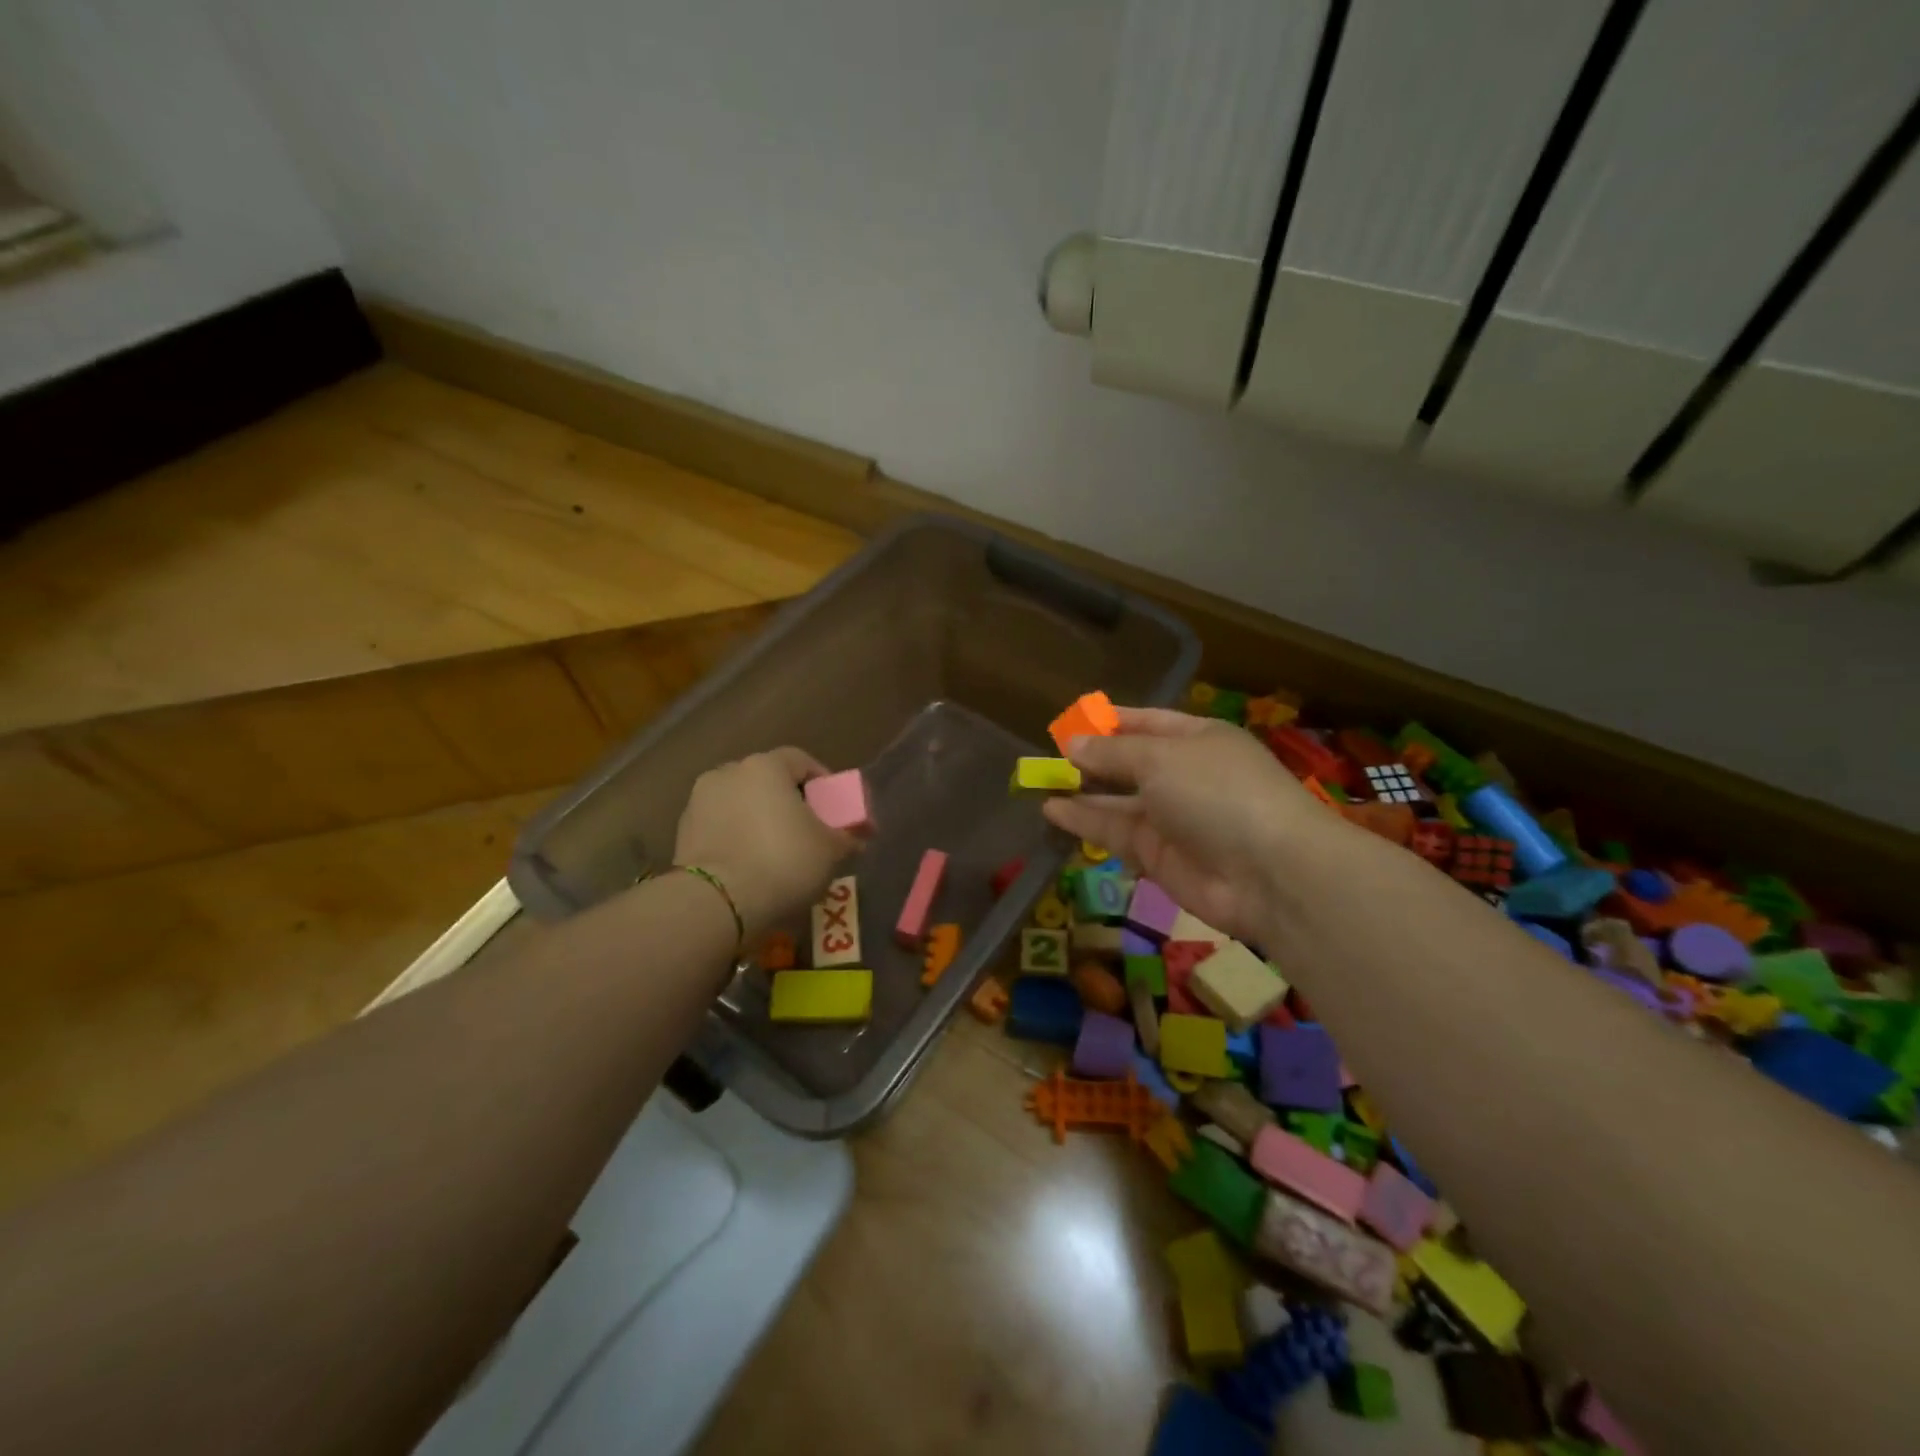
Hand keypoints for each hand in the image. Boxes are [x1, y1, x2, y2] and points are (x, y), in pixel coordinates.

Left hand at [673, 748, 858, 939]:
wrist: (717, 903)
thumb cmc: (783, 862)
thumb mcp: (830, 850)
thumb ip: (848, 836)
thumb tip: (860, 835)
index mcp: (766, 766)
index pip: (801, 760)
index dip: (822, 780)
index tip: (834, 806)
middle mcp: (729, 773)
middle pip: (767, 780)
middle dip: (788, 801)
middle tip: (807, 829)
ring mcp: (699, 802)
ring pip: (741, 803)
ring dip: (759, 819)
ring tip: (776, 851)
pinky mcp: (682, 832)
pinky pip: (720, 826)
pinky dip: (736, 837)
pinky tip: (749, 864)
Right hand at [1042, 708, 1335, 944]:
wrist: (1269, 873)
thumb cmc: (1218, 792)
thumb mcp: (1160, 758)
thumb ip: (1113, 752)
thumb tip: (1072, 743)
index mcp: (1197, 738)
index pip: (1146, 722)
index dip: (1109, 722)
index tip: (1069, 723)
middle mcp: (1184, 775)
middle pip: (1129, 762)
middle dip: (1091, 759)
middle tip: (1046, 756)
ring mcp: (1171, 818)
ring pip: (1118, 800)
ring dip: (1082, 791)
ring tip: (1039, 782)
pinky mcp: (1158, 856)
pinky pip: (1115, 833)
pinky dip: (1085, 822)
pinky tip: (1051, 810)